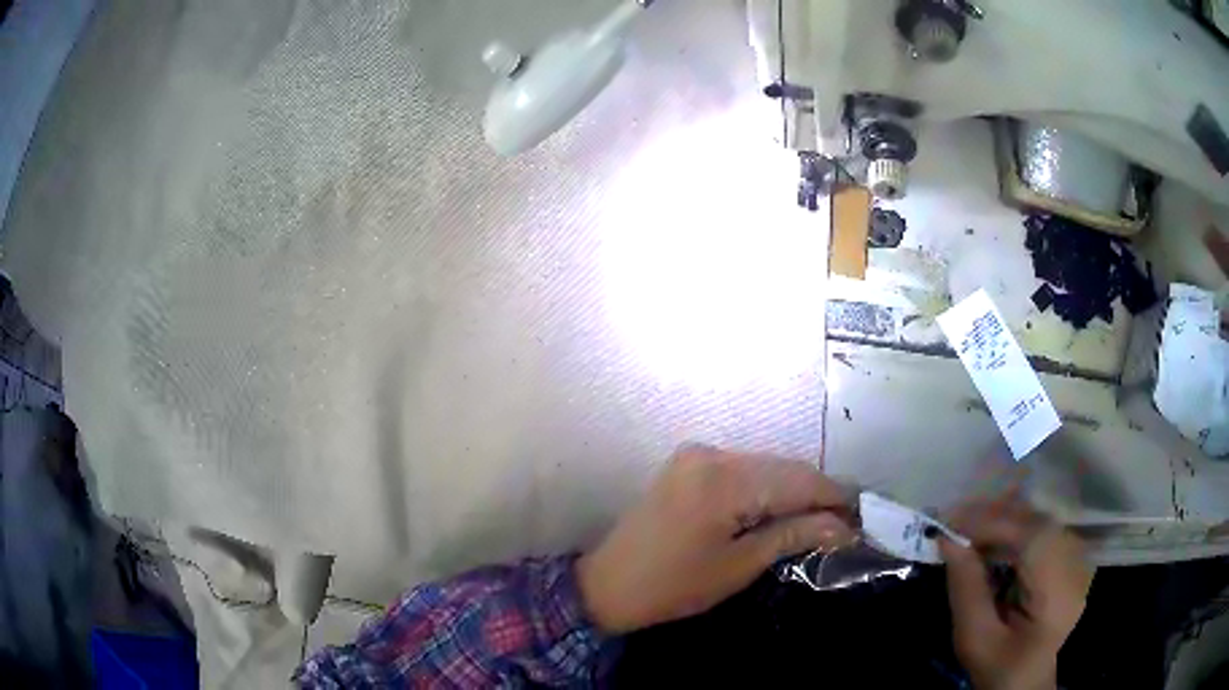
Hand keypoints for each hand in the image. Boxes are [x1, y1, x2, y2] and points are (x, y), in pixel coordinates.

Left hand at [576, 445, 854, 633]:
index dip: (834, 496)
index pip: (796, 480)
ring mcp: (697, 455)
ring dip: (793, 489)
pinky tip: (782, 508)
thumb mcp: (739, 566)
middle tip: (845, 521)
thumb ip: (793, 536)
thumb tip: (843, 528)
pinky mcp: (689, 463)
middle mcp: (711, 454)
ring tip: (821, 518)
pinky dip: (766, 487)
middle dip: (816, 493)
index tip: (861, 516)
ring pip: (764, 466)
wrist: (608, 584)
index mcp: (723, 480)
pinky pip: (742, 469)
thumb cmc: (674, 585)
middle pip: (782, 467)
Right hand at [940, 493, 1092, 689]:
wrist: (1026, 683)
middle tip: (953, 521)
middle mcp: (1076, 566)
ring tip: (966, 527)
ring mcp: (1077, 558)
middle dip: (995, 516)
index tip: (951, 525)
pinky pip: (1041, 529)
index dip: (994, 524)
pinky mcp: (1069, 556)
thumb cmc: (999, 668)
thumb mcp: (975, 639)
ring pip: (1039, 519)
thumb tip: (948, 540)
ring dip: (1002, 518)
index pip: (1033, 539)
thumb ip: (966, 590)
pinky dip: (1013, 527)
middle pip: (1038, 522)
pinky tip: (991, 537)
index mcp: (1058, 594)